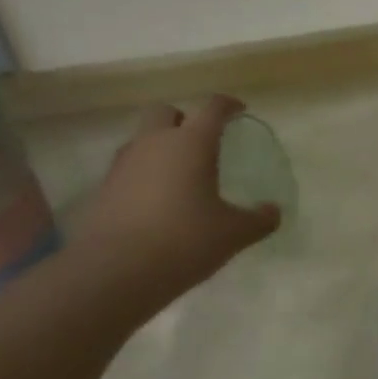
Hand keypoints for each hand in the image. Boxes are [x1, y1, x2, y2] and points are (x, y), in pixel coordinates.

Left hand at [68, 96, 280, 306]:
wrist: (113, 273)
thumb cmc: (183, 241)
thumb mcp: (232, 234)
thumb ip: (258, 220)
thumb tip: (273, 212)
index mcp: (191, 143)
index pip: (212, 107)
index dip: (228, 105)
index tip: (238, 110)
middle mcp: (155, 143)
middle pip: (165, 112)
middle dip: (183, 119)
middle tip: (200, 141)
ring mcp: (124, 164)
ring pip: (142, 139)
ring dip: (159, 147)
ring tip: (177, 174)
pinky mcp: (104, 189)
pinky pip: (127, 168)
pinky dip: (142, 174)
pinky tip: (154, 201)